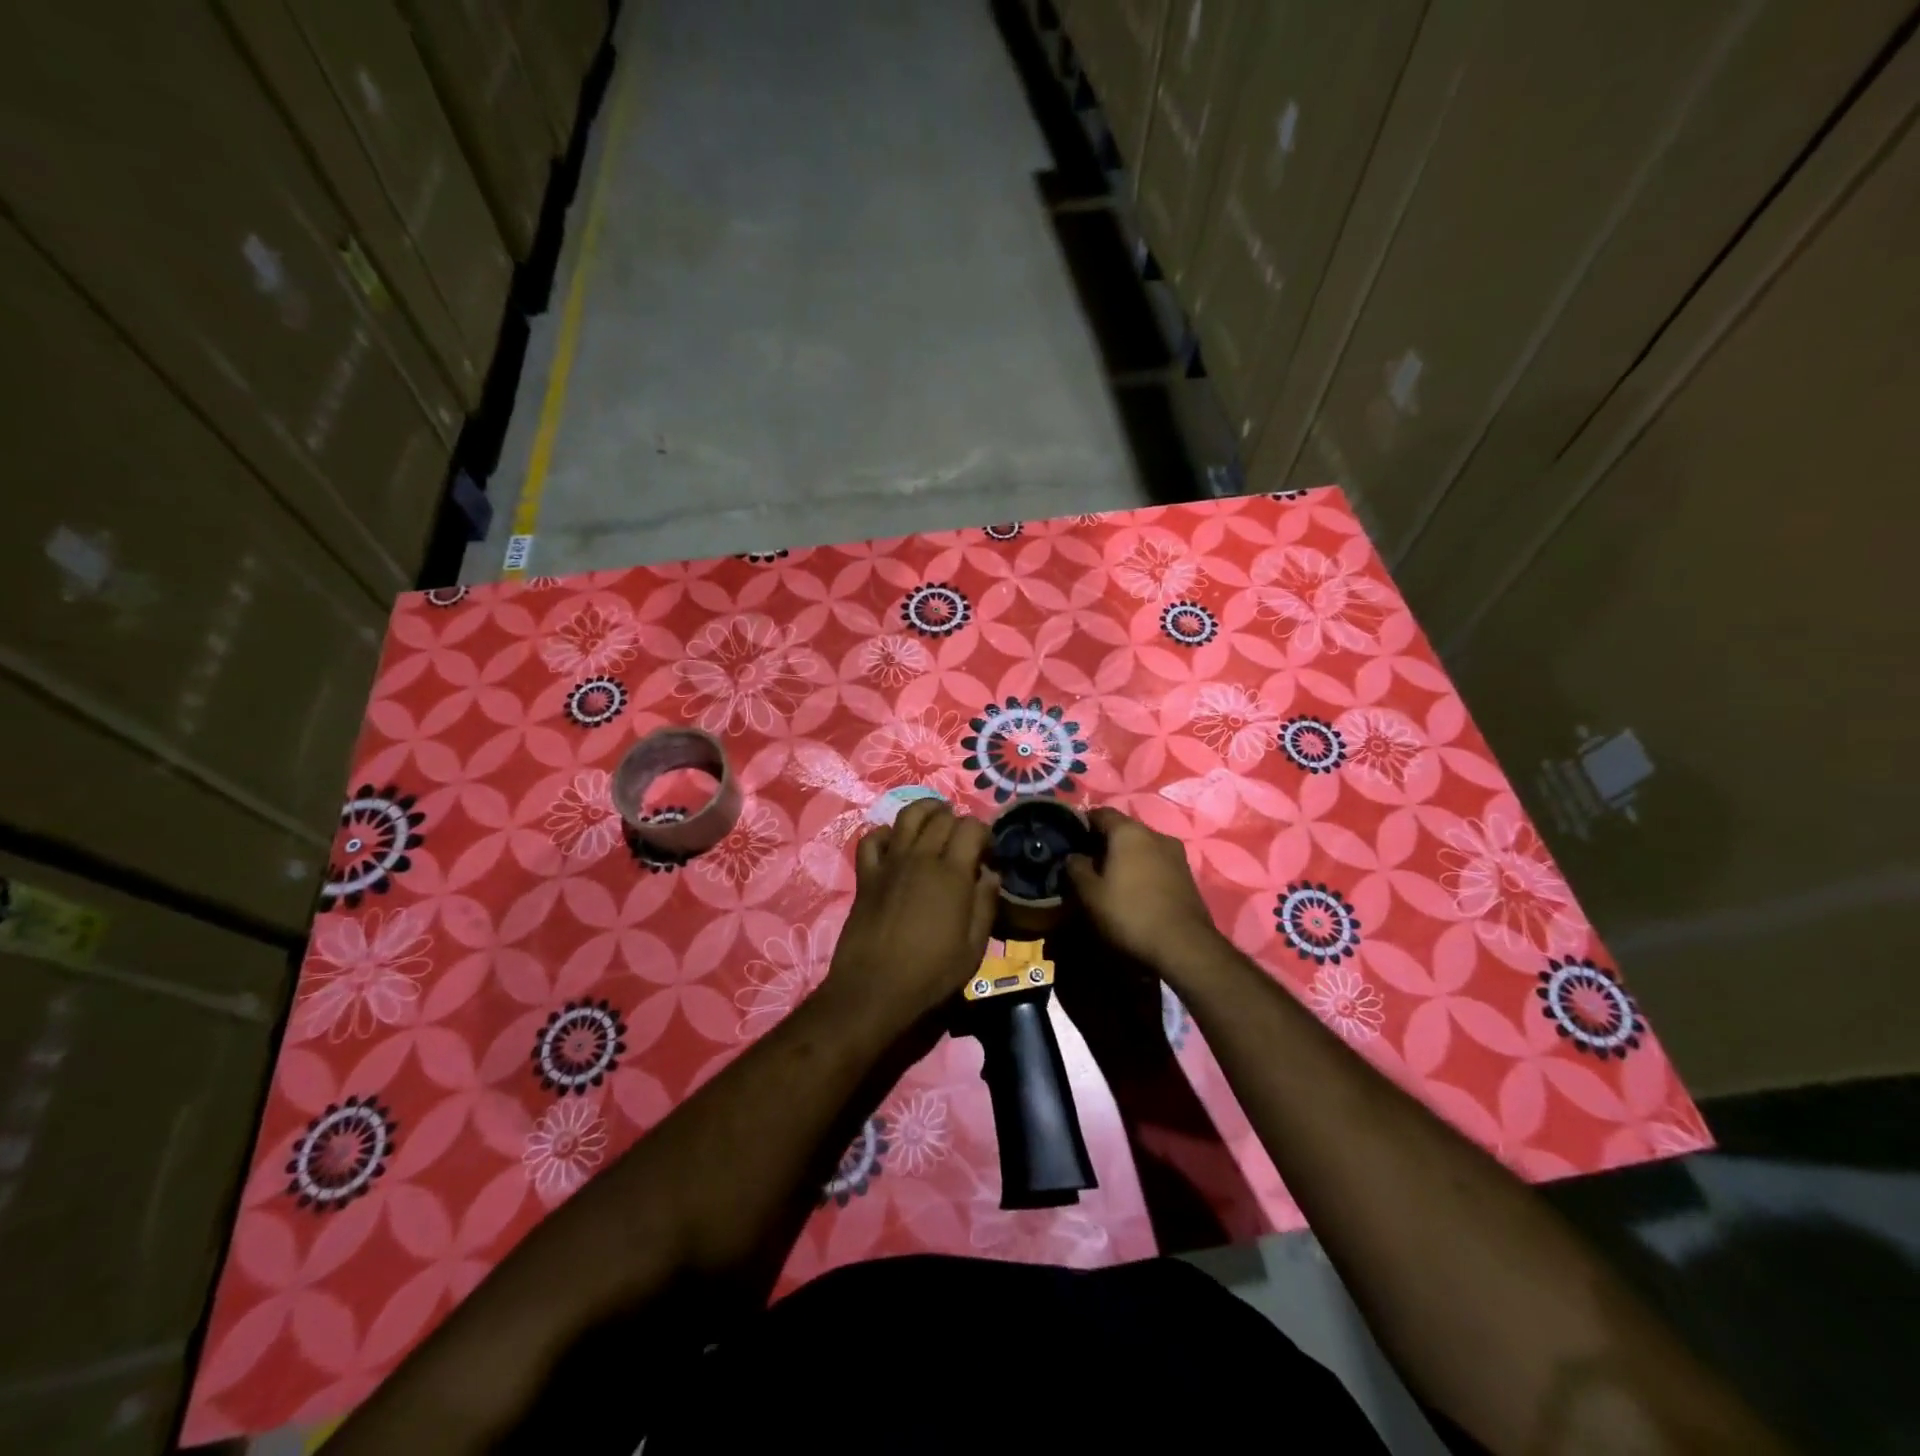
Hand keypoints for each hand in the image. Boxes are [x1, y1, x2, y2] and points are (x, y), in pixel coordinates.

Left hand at [824, 800, 1000, 1032]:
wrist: (874, 990)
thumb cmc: (931, 974)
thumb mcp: (974, 947)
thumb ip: (985, 904)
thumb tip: (990, 873)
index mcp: (952, 874)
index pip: (972, 827)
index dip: (985, 833)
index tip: (989, 853)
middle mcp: (921, 858)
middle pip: (942, 818)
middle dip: (959, 821)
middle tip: (965, 842)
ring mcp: (890, 863)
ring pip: (907, 816)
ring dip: (926, 811)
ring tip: (936, 819)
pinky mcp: (866, 875)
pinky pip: (872, 839)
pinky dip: (886, 833)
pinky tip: (896, 843)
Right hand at [1065, 807, 1226, 979]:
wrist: (1185, 947)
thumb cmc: (1130, 913)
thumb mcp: (1090, 894)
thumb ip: (1076, 868)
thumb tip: (1074, 856)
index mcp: (1129, 832)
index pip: (1101, 813)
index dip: (1083, 823)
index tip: (1071, 839)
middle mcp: (1156, 835)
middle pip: (1124, 829)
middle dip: (1105, 842)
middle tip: (1088, 863)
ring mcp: (1176, 855)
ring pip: (1143, 847)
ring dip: (1126, 858)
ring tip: (1111, 879)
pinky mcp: (1188, 876)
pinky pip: (1157, 863)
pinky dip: (1143, 870)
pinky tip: (1134, 891)